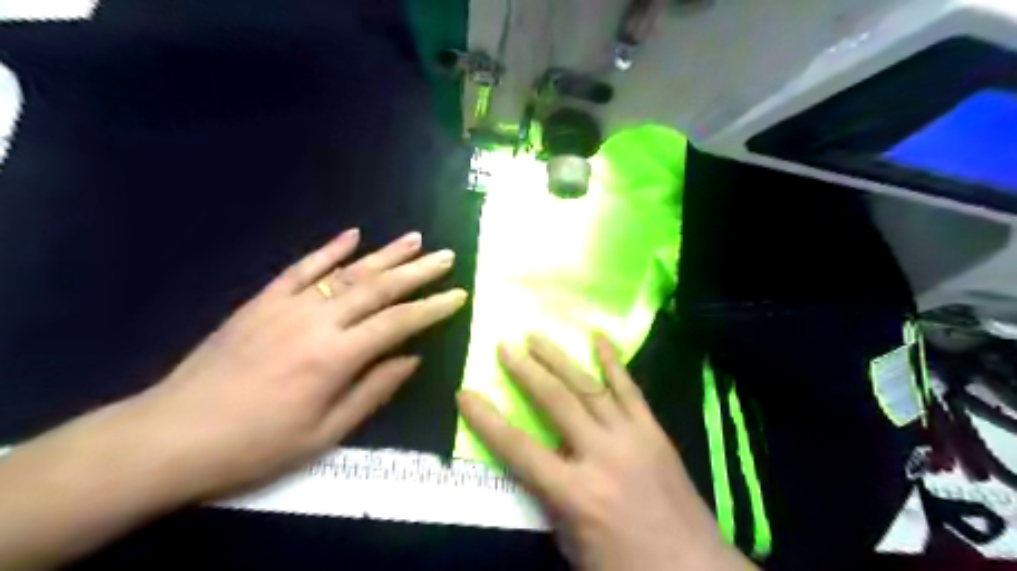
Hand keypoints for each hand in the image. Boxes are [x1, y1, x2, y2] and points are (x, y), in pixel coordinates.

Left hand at [124, 229, 464, 500]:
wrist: (171, 436)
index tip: (459, 295)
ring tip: (414, 239)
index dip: (433, 307)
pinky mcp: (261, 301)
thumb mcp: (324, 434)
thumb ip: (373, 391)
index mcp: (335, 357)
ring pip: (347, 272)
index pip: (398, 322)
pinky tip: (353, 234)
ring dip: (385, 253)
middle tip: (447, 256)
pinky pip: (301, 268)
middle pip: (378, 287)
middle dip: (418, 270)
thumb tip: (411, 358)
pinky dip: (330, 250)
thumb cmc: (256, 445)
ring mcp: (286, 306)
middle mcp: (316, 322)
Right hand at [457, 334, 749, 570]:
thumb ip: (551, 503)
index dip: (487, 420)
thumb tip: (538, 466)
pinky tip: (598, 336)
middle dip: (526, 371)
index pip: (519, 449)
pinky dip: (612, 360)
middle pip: (556, 402)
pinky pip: (630, 388)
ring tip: (536, 335)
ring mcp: (631, 437)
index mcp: (576, 493)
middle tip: (505, 346)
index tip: (465, 393)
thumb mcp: (573, 547)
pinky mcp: (653, 430)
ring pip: (588, 386)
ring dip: (559, 358)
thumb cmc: (627, 566)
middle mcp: (601, 455)